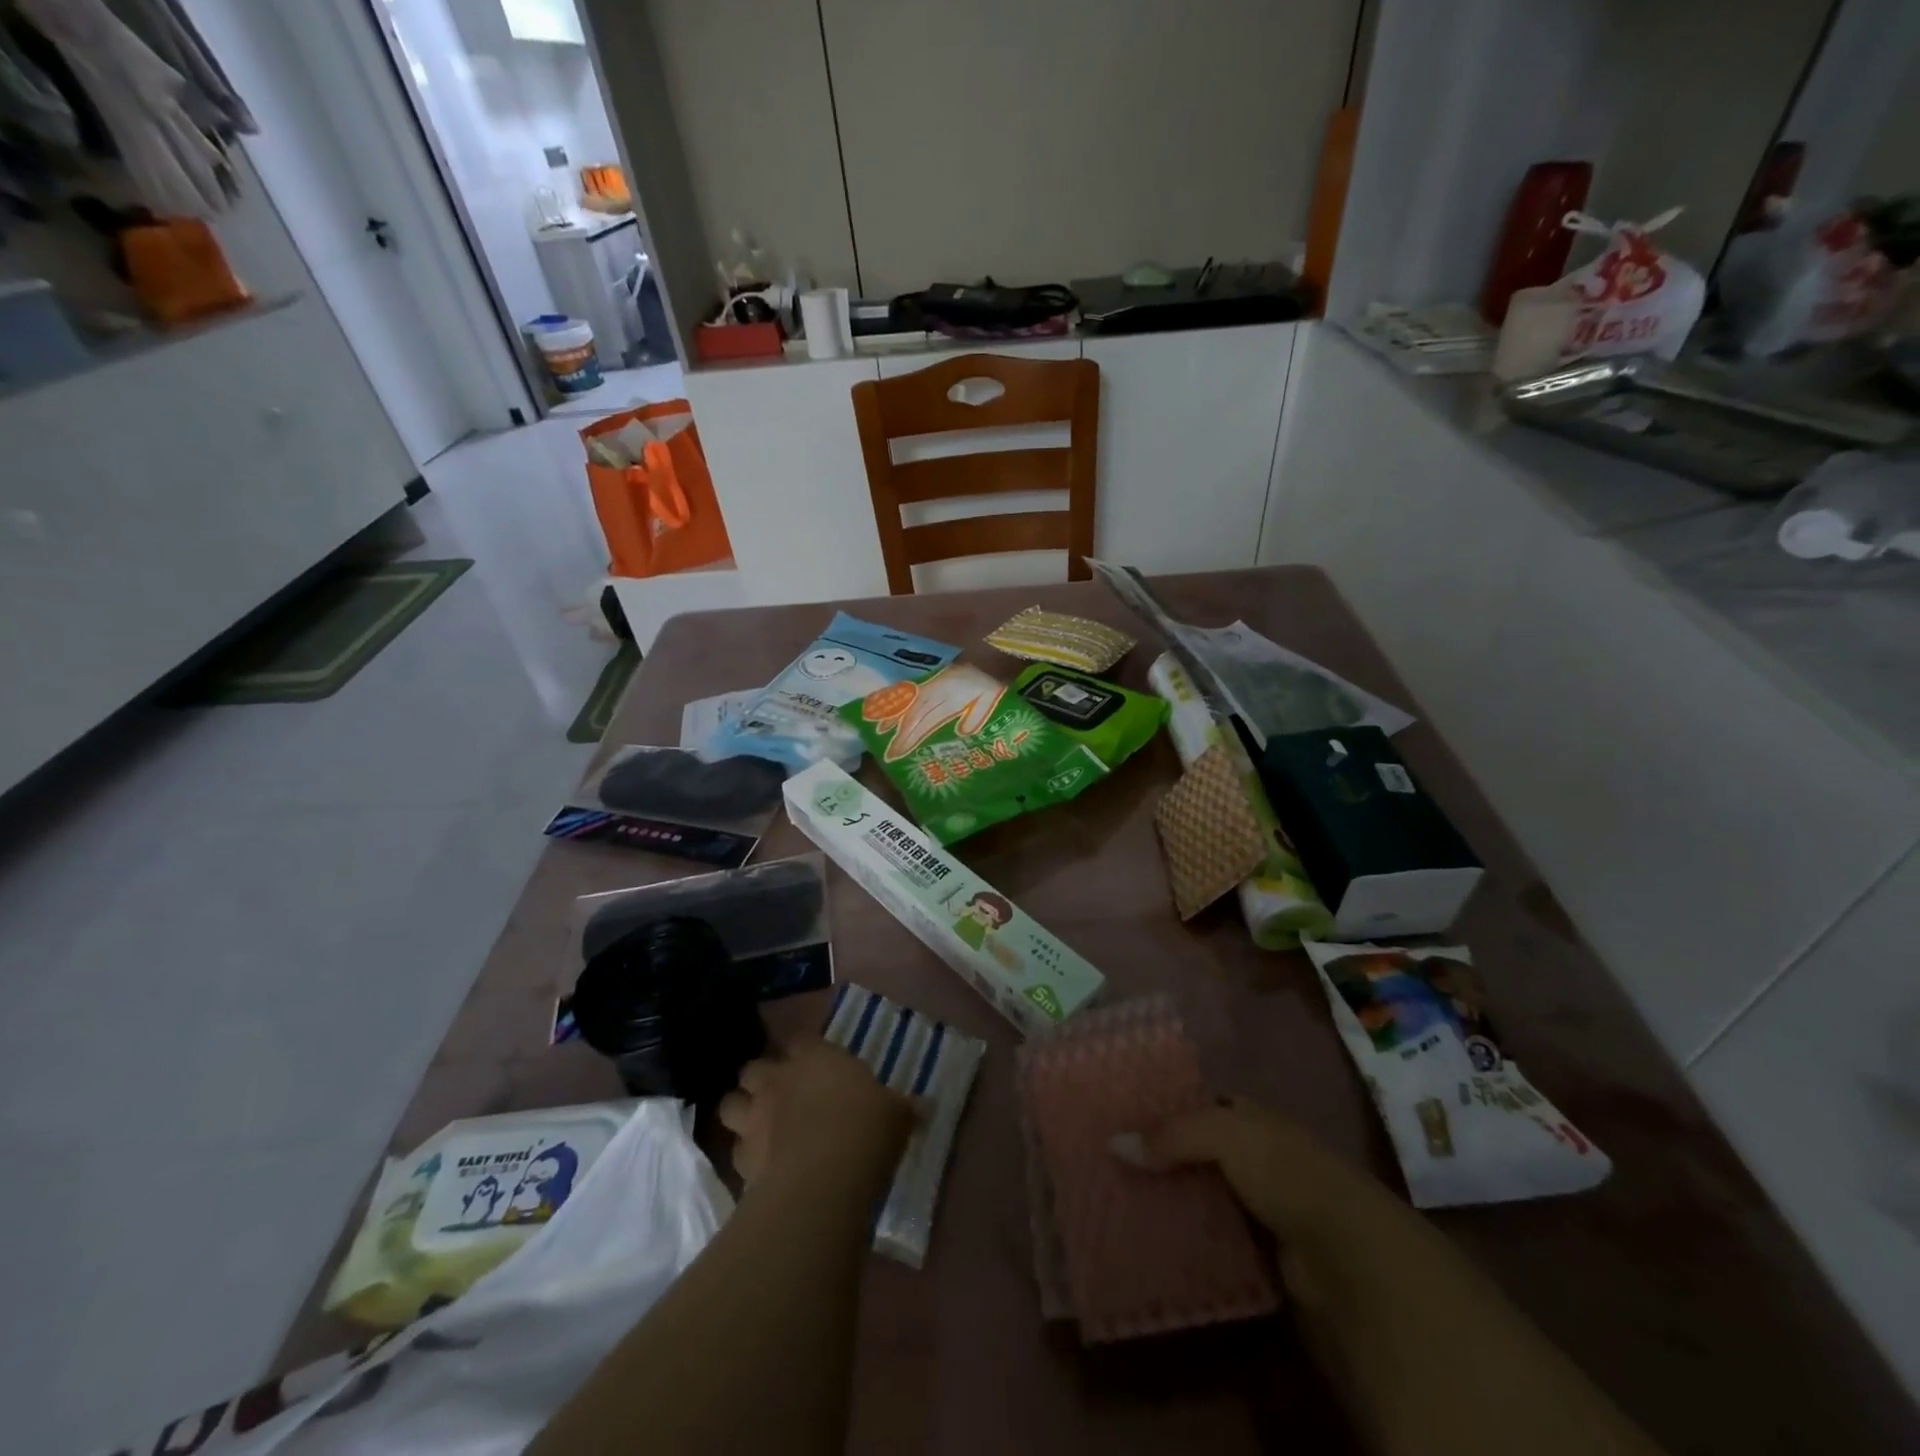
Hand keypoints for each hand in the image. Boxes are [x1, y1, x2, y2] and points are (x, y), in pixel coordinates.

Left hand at [717, 1039, 914, 1190]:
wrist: (824, 1178)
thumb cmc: (864, 1129)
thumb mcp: (896, 1115)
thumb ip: (904, 1108)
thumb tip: (926, 1107)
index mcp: (816, 1057)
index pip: (801, 1040)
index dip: (804, 1051)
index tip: (814, 1063)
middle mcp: (779, 1079)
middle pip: (754, 1067)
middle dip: (761, 1078)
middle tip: (778, 1093)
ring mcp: (755, 1117)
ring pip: (730, 1104)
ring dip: (740, 1111)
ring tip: (756, 1124)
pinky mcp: (740, 1158)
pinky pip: (734, 1150)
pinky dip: (743, 1155)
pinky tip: (759, 1166)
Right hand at [1112, 1096, 1388, 1240]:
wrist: (1350, 1260)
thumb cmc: (1288, 1174)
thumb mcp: (1226, 1134)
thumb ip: (1172, 1134)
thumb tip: (1113, 1143)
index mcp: (1250, 1117)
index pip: (1197, 1103)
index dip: (1161, 1106)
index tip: (1117, 1115)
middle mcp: (1253, 1156)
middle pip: (1193, 1152)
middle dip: (1156, 1158)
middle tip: (1106, 1163)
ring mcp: (1256, 1207)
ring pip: (1198, 1198)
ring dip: (1166, 1202)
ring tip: (1113, 1203)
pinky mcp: (1257, 1255)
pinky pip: (1209, 1242)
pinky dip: (1183, 1243)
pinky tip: (1147, 1242)